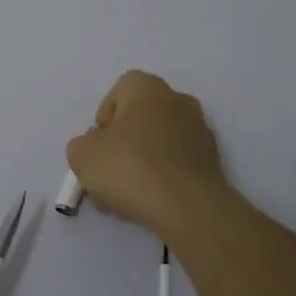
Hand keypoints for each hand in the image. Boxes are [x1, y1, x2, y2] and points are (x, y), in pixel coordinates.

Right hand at [66, 70, 228, 235]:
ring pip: (159, 143)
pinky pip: (177, 163)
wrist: (188, 207)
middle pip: (139, 118)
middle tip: (109, 174)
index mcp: (147, 88)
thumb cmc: (130, 168)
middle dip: (122, 144)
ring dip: (142, 163)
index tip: (98, 147)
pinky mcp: (212, 161)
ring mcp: (200, 130)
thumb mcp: (82, 155)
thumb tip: (97, 147)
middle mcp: (177, 100)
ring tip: (128, 196)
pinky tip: (152, 202)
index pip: (118, 92)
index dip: (103, 119)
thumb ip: (82, 145)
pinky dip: (163, 178)